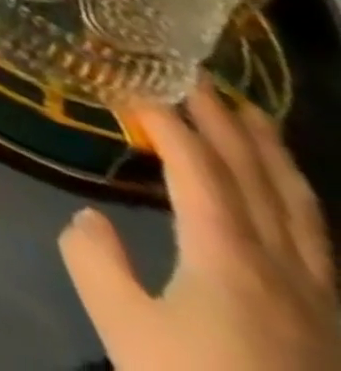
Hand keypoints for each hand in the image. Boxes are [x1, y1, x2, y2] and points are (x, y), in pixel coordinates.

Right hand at [60, 80, 340, 370]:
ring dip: (275, 159)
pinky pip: (320, 247)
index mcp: (230, 259)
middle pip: (260, 183)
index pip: (199, 170)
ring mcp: (321, 305)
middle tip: (201, 77)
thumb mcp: (122, 324)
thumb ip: (94, 259)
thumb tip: (91, 219)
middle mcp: (285, 272)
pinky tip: (290, 201)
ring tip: (256, 119)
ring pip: (304, 215)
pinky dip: (299, 204)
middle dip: (229, 125)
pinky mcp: (333, 329)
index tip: (133, 86)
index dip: (168, 123)